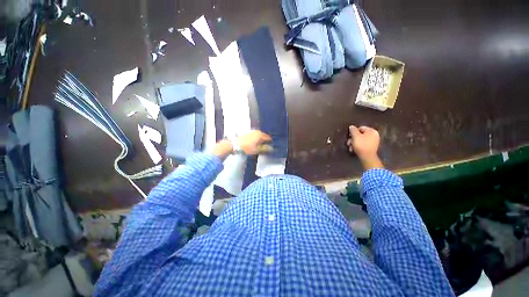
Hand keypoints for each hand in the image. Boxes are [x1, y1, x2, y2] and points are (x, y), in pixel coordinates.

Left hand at [211, 130, 270, 158]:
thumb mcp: (257, 150)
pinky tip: (253, 143)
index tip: (270, 146)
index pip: (268, 138)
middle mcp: (256, 131)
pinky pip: (254, 135)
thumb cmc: (246, 147)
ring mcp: (251, 131)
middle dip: (265, 141)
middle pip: (263, 136)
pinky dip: (255, 139)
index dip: (270, 142)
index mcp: (260, 135)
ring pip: (258, 135)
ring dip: (260, 140)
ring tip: (259, 145)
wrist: (235, 144)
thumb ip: (265, 149)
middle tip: (265, 147)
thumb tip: (271, 149)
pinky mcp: (247, 133)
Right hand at [347, 125, 383, 169]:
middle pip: (360, 134)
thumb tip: (351, 126)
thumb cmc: (361, 145)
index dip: (353, 132)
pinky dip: (358, 146)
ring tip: (350, 148)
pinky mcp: (372, 147)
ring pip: (361, 140)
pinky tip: (354, 150)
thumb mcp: (355, 136)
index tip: (349, 136)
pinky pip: (364, 144)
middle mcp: (374, 135)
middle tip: (348, 143)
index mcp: (372, 130)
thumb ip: (353, 130)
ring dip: (354, 143)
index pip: (360, 128)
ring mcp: (374, 141)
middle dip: (353, 139)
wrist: (367, 157)